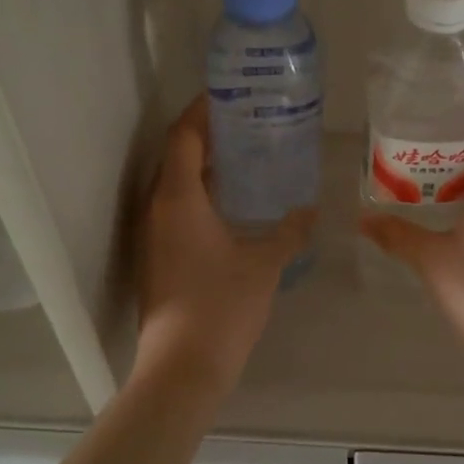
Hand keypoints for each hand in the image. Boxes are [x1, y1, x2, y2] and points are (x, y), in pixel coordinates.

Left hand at [138, 98, 313, 381]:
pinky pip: (177, 210)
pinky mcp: (158, 258)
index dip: (203, 111)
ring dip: (205, 168)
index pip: (184, 136)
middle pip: (177, 156)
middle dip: (209, 136)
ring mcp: (154, 236)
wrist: (182, 367)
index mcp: (179, 198)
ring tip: (246, 159)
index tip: (229, 96)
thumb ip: (289, 232)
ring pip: (176, 185)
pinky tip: (233, 207)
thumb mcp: (265, 264)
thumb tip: (309, 211)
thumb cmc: (222, 305)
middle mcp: (158, 209)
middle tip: (248, 125)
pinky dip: (202, 196)